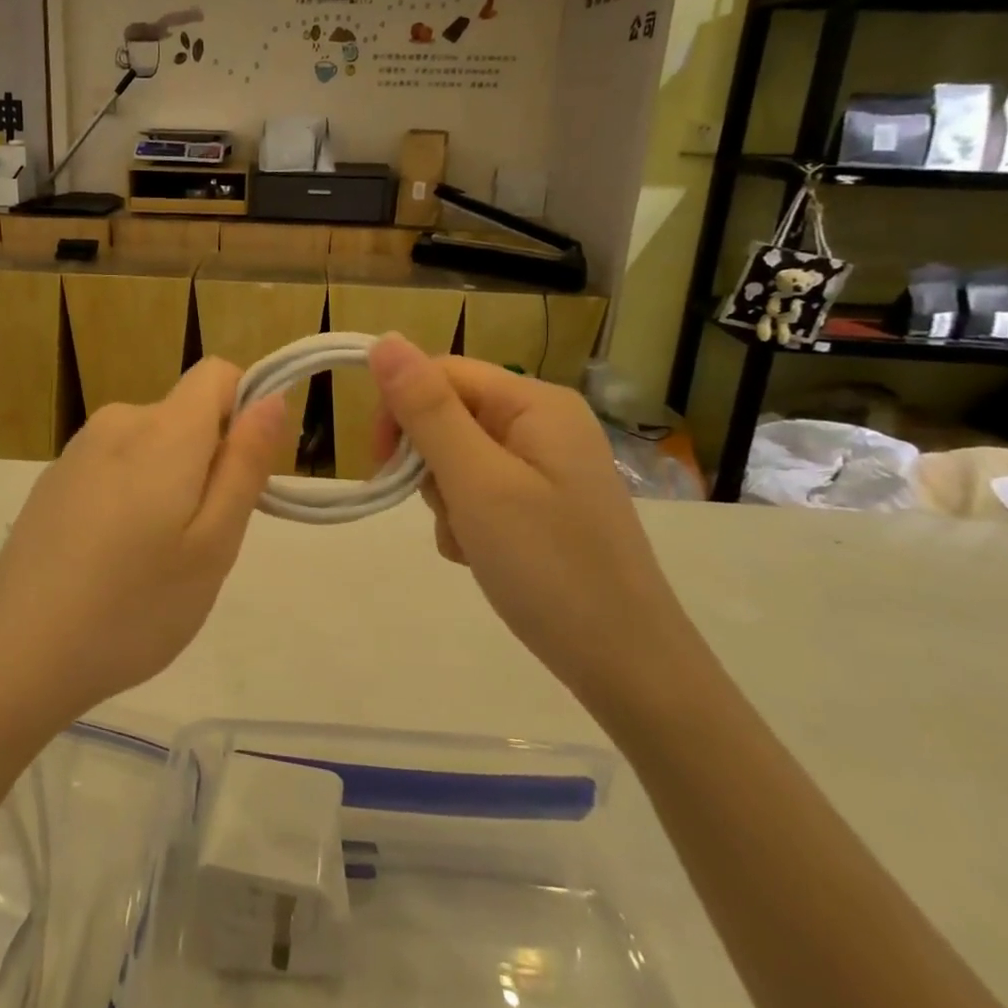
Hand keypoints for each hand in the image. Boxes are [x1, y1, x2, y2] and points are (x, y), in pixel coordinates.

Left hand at [0, 359, 284, 740]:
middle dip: (208, 463)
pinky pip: (115, 467)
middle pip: (186, 416)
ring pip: (152, 446)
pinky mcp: (52, 481)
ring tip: (152, 560)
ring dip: (170, 485)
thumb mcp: (213, 545)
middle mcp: (117, 422)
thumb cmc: (133, 607)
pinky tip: (109, 562)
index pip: (218, 374)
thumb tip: (271, 398)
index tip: (242, 476)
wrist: (16, 657)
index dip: (244, 412)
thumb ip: (245, 464)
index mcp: (162, 430)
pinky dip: (130, 498)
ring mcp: (77, 451)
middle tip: (197, 543)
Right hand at [369, 335, 694, 707]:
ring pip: (458, 457)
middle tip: (444, 510)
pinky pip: (481, 491)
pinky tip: (481, 555)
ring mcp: (546, 465)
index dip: (401, 408)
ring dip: (446, 498)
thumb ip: (428, 410)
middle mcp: (544, 423)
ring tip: (469, 541)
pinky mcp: (543, 503)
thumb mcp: (477, 483)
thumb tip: (384, 340)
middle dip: (429, 462)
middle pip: (450, 414)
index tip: (380, 463)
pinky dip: (467, 520)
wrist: (627, 666)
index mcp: (536, 403)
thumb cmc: (549, 566)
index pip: (443, 372)